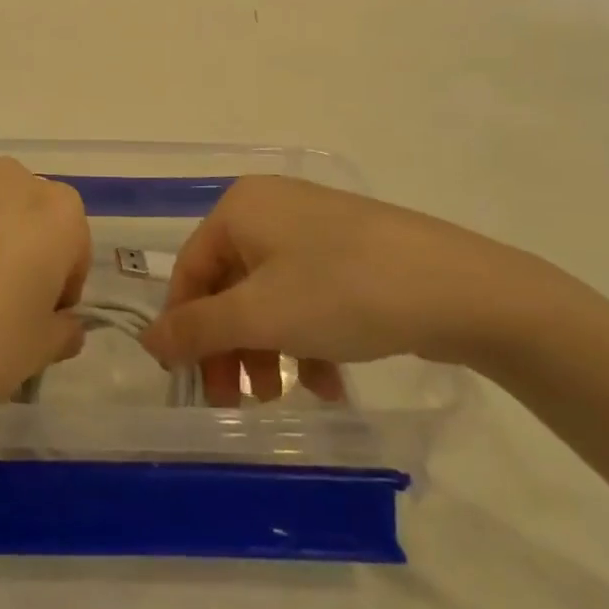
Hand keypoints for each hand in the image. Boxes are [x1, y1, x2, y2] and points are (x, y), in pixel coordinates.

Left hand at [0, 159, 90, 422]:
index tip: (40, 320)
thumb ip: (64, 333)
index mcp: (57, 211)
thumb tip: (64, 324)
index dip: (62, 287)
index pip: (75, 247)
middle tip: (1, 304)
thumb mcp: (38, 352)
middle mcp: (11, 180)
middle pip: (31, 217)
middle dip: (25, 252)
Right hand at [139, 176, 567, 406]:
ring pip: (270, 295)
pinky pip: (308, 294)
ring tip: (283, 397)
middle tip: (236, 400)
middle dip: (231, 346)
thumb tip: (148, 339)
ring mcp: (315, 228)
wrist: (460, 288)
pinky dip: (307, 338)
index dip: (184, 328)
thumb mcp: (260, 315)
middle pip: (230, 285)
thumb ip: (196, 329)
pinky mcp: (351, 251)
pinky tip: (330, 381)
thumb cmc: (342, 292)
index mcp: (241, 207)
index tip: (191, 383)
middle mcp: (272, 208)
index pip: (190, 270)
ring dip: (269, 349)